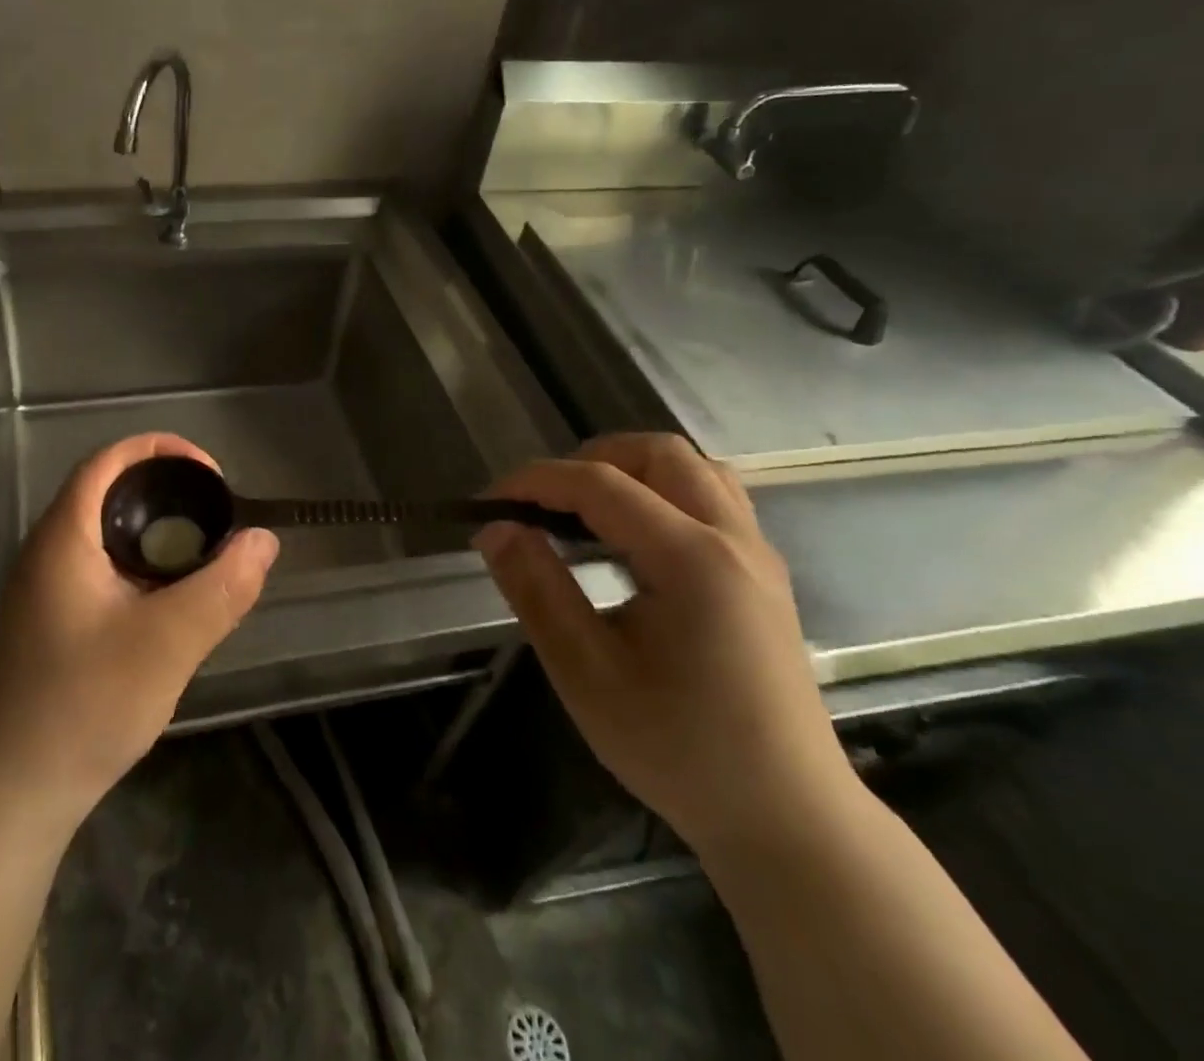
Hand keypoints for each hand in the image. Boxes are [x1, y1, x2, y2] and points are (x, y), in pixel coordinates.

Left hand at [0, 433, 277, 831]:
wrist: (10, 796)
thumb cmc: (85, 705)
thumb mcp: (168, 643)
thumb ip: (222, 587)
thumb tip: (263, 539)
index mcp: (64, 537)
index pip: (108, 460)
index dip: (161, 450)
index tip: (211, 474)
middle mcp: (46, 551)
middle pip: (108, 493)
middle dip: (166, 492)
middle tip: (216, 517)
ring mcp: (44, 590)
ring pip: (106, 536)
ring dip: (155, 534)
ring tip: (203, 556)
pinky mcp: (50, 623)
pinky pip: (101, 571)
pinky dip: (140, 568)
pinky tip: (170, 604)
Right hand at [475, 434, 852, 858]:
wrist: (787, 820)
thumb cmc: (679, 749)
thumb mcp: (586, 673)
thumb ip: (536, 589)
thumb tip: (495, 529)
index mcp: (692, 559)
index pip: (600, 484)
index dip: (535, 481)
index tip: (487, 504)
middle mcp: (733, 540)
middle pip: (658, 453)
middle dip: (589, 460)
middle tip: (542, 504)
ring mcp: (757, 555)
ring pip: (693, 468)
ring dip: (631, 470)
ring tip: (585, 511)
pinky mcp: (763, 575)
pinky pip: (713, 497)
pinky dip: (663, 492)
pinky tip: (633, 539)